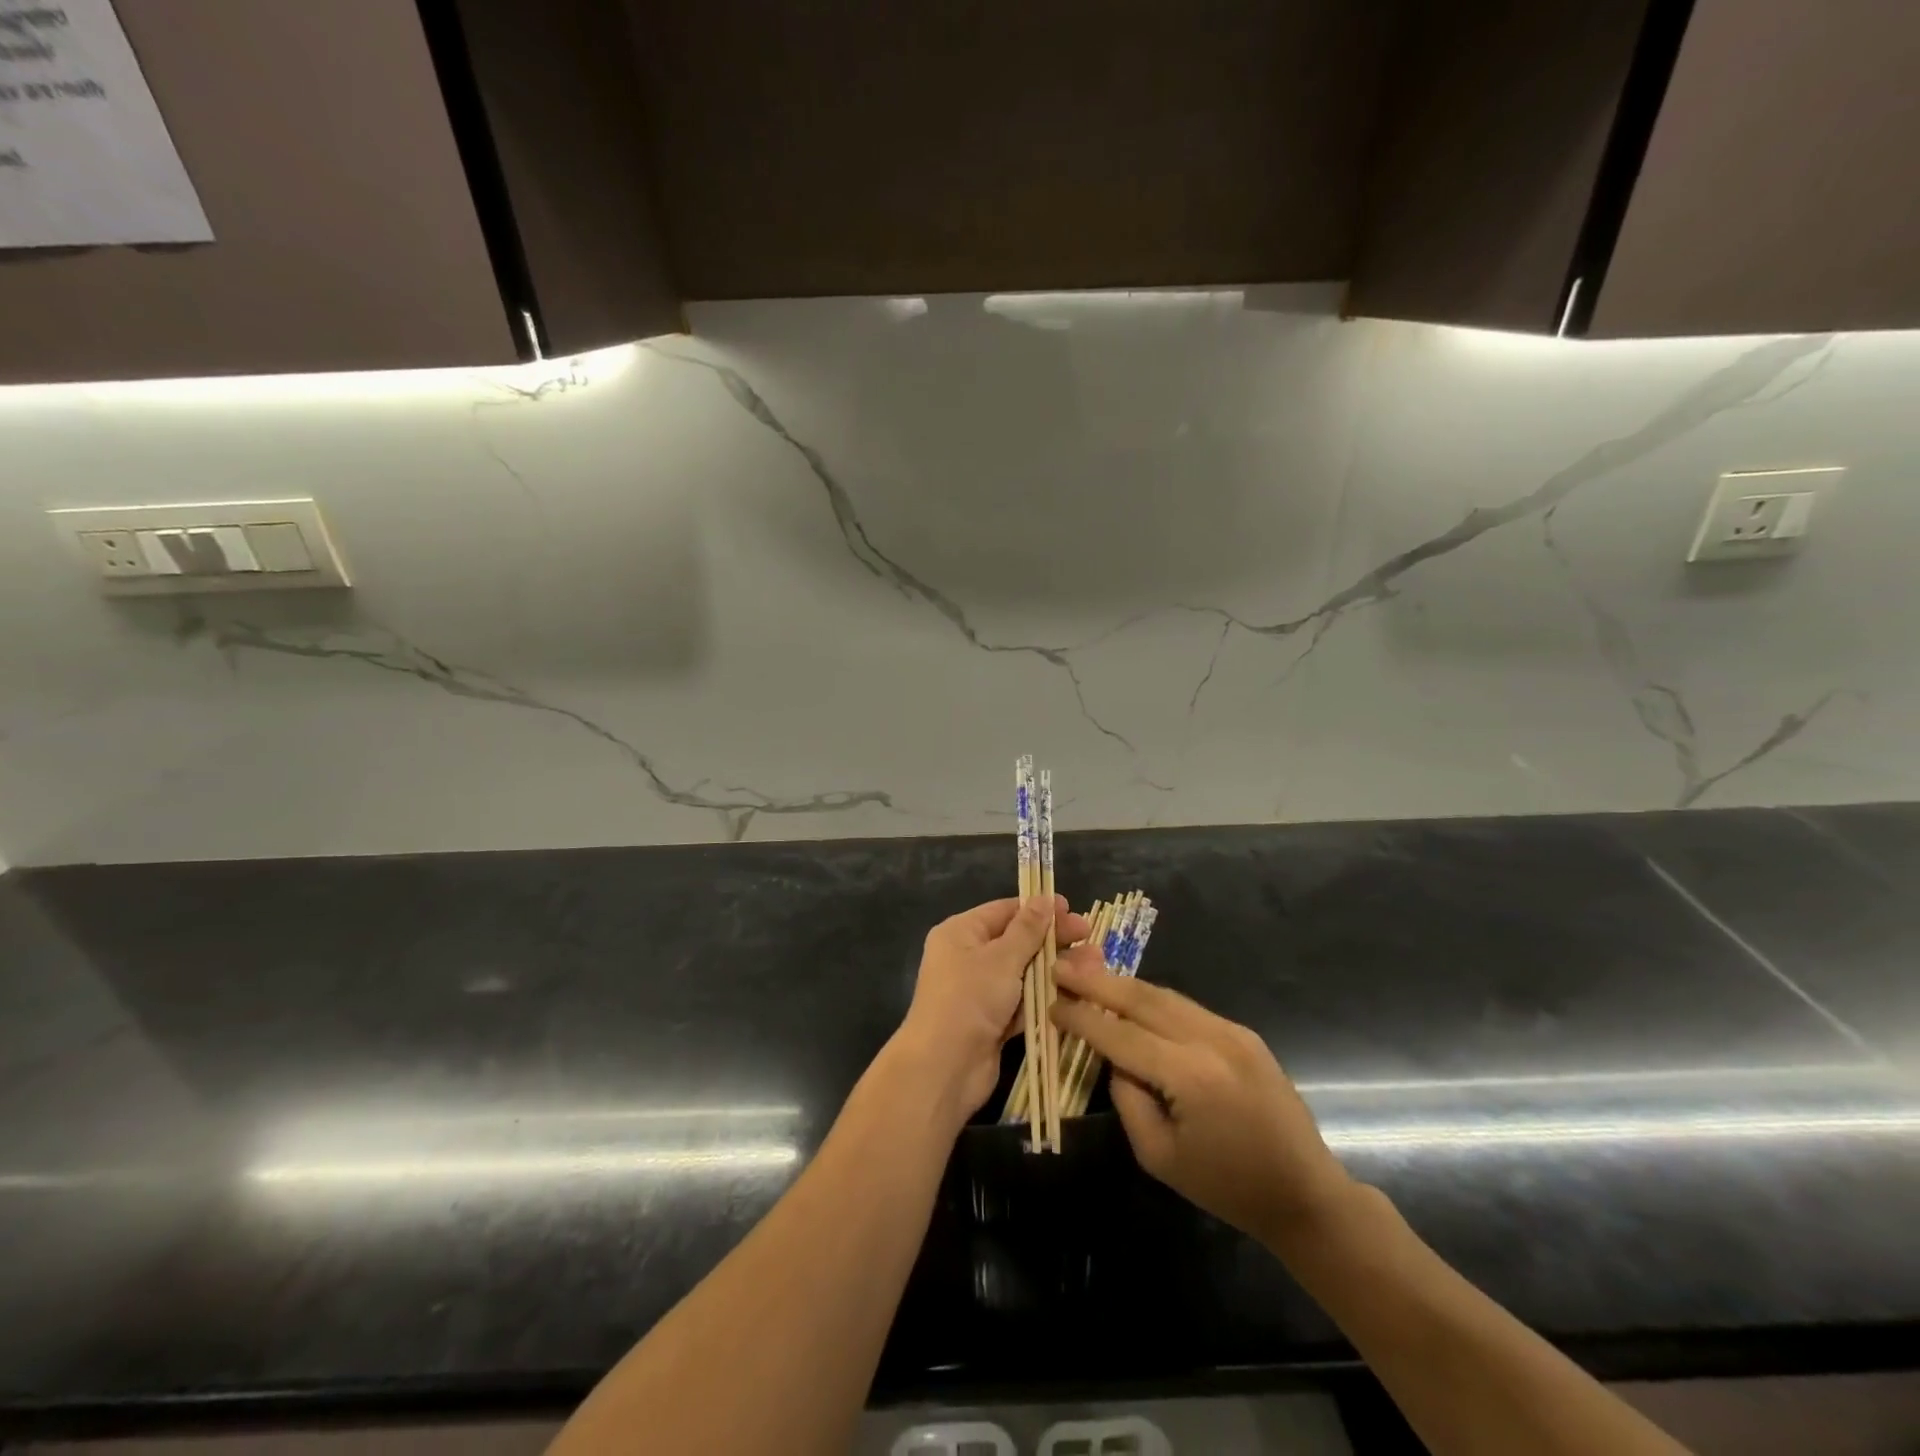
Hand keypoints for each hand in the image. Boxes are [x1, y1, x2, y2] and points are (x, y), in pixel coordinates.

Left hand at [895, 895, 1090, 1121]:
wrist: (944, 1068)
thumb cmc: (969, 999)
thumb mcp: (1001, 958)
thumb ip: (1027, 929)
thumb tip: (1044, 898)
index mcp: (961, 933)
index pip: (1004, 911)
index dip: (1038, 909)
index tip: (1072, 910)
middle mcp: (968, 957)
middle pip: (1017, 941)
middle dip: (1053, 940)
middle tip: (1089, 937)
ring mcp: (981, 992)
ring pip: (1025, 973)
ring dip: (1056, 969)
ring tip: (1095, 964)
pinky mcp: (994, 1022)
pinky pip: (1025, 1002)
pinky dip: (1047, 998)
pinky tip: (1079, 993)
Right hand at [1051, 964, 1355, 1242]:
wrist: (1304, 1193)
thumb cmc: (1226, 1187)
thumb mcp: (1158, 1156)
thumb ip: (1127, 1098)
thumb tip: (1114, 1058)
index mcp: (1189, 1076)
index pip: (1120, 1035)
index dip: (1082, 1018)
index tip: (1051, 1004)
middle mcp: (1210, 1039)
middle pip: (1141, 999)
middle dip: (1097, 981)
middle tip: (1061, 967)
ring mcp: (1231, 1030)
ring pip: (1164, 995)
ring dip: (1123, 984)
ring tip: (1087, 972)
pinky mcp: (1242, 1031)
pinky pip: (1186, 1007)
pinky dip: (1151, 999)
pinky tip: (1130, 997)